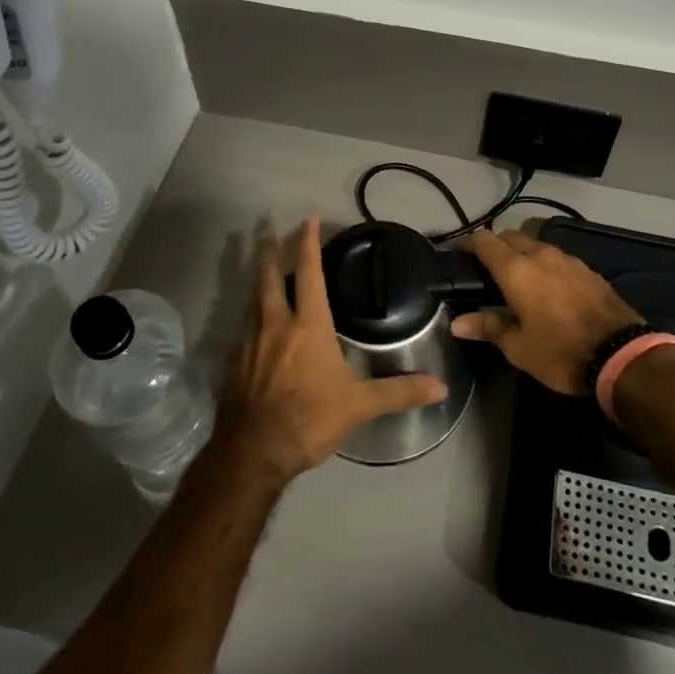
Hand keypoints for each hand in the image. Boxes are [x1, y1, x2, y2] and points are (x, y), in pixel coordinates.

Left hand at [215, 217, 447, 483]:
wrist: (252, 454)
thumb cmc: (309, 420)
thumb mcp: (359, 406)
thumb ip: (399, 392)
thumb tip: (441, 386)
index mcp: (308, 326)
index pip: (309, 273)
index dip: (308, 243)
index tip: (308, 219)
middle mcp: (275, 325)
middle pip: (268, 277)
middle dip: (269, 252)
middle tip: (268, 230)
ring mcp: (249, 343)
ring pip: (252, 301)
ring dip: (258, 281)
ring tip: (262, 271)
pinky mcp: (232, 364)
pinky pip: (242, 331)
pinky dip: (250, 319)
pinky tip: (254, 330)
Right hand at [451, 229, 643, 394]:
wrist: (621, 354)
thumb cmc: (560, 351)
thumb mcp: (518, 347)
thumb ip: (488, 327)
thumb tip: (457, 322)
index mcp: (516, 269)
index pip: (484, 240)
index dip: (468, 244)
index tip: (458, 254)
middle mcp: (540, 254)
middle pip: (510, 236)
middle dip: (495, 246)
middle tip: (486, 269)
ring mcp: (567, 259)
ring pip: (535, 244)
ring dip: (522, 254)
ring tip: (517, 278)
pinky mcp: (587, 269)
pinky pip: (556, 257)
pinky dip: (544, 264)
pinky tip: (547, 286)